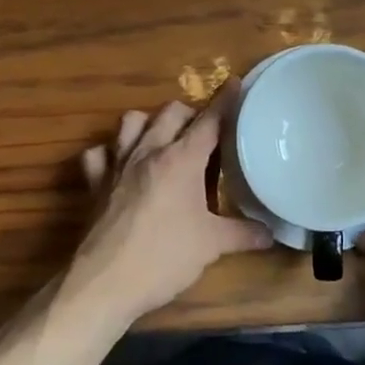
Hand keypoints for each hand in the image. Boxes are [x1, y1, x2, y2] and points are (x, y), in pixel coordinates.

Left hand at [64, 83, 272, 330]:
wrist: (105, 282)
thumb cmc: (164, 257)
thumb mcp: (211, 246)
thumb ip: (242, 234)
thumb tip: (270, 233)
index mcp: (181, 160)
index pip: (209, 121)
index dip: (225, 101)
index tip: (235, 82)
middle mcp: (149, 151)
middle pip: (170, 112)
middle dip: (189, 113)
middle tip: (203, 131)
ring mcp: (118, 164)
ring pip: (131, 121)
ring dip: (148, 122)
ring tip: (162, 137)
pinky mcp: (95, 183)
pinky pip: (97, 154)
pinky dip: (109, 153)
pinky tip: (119, 164)